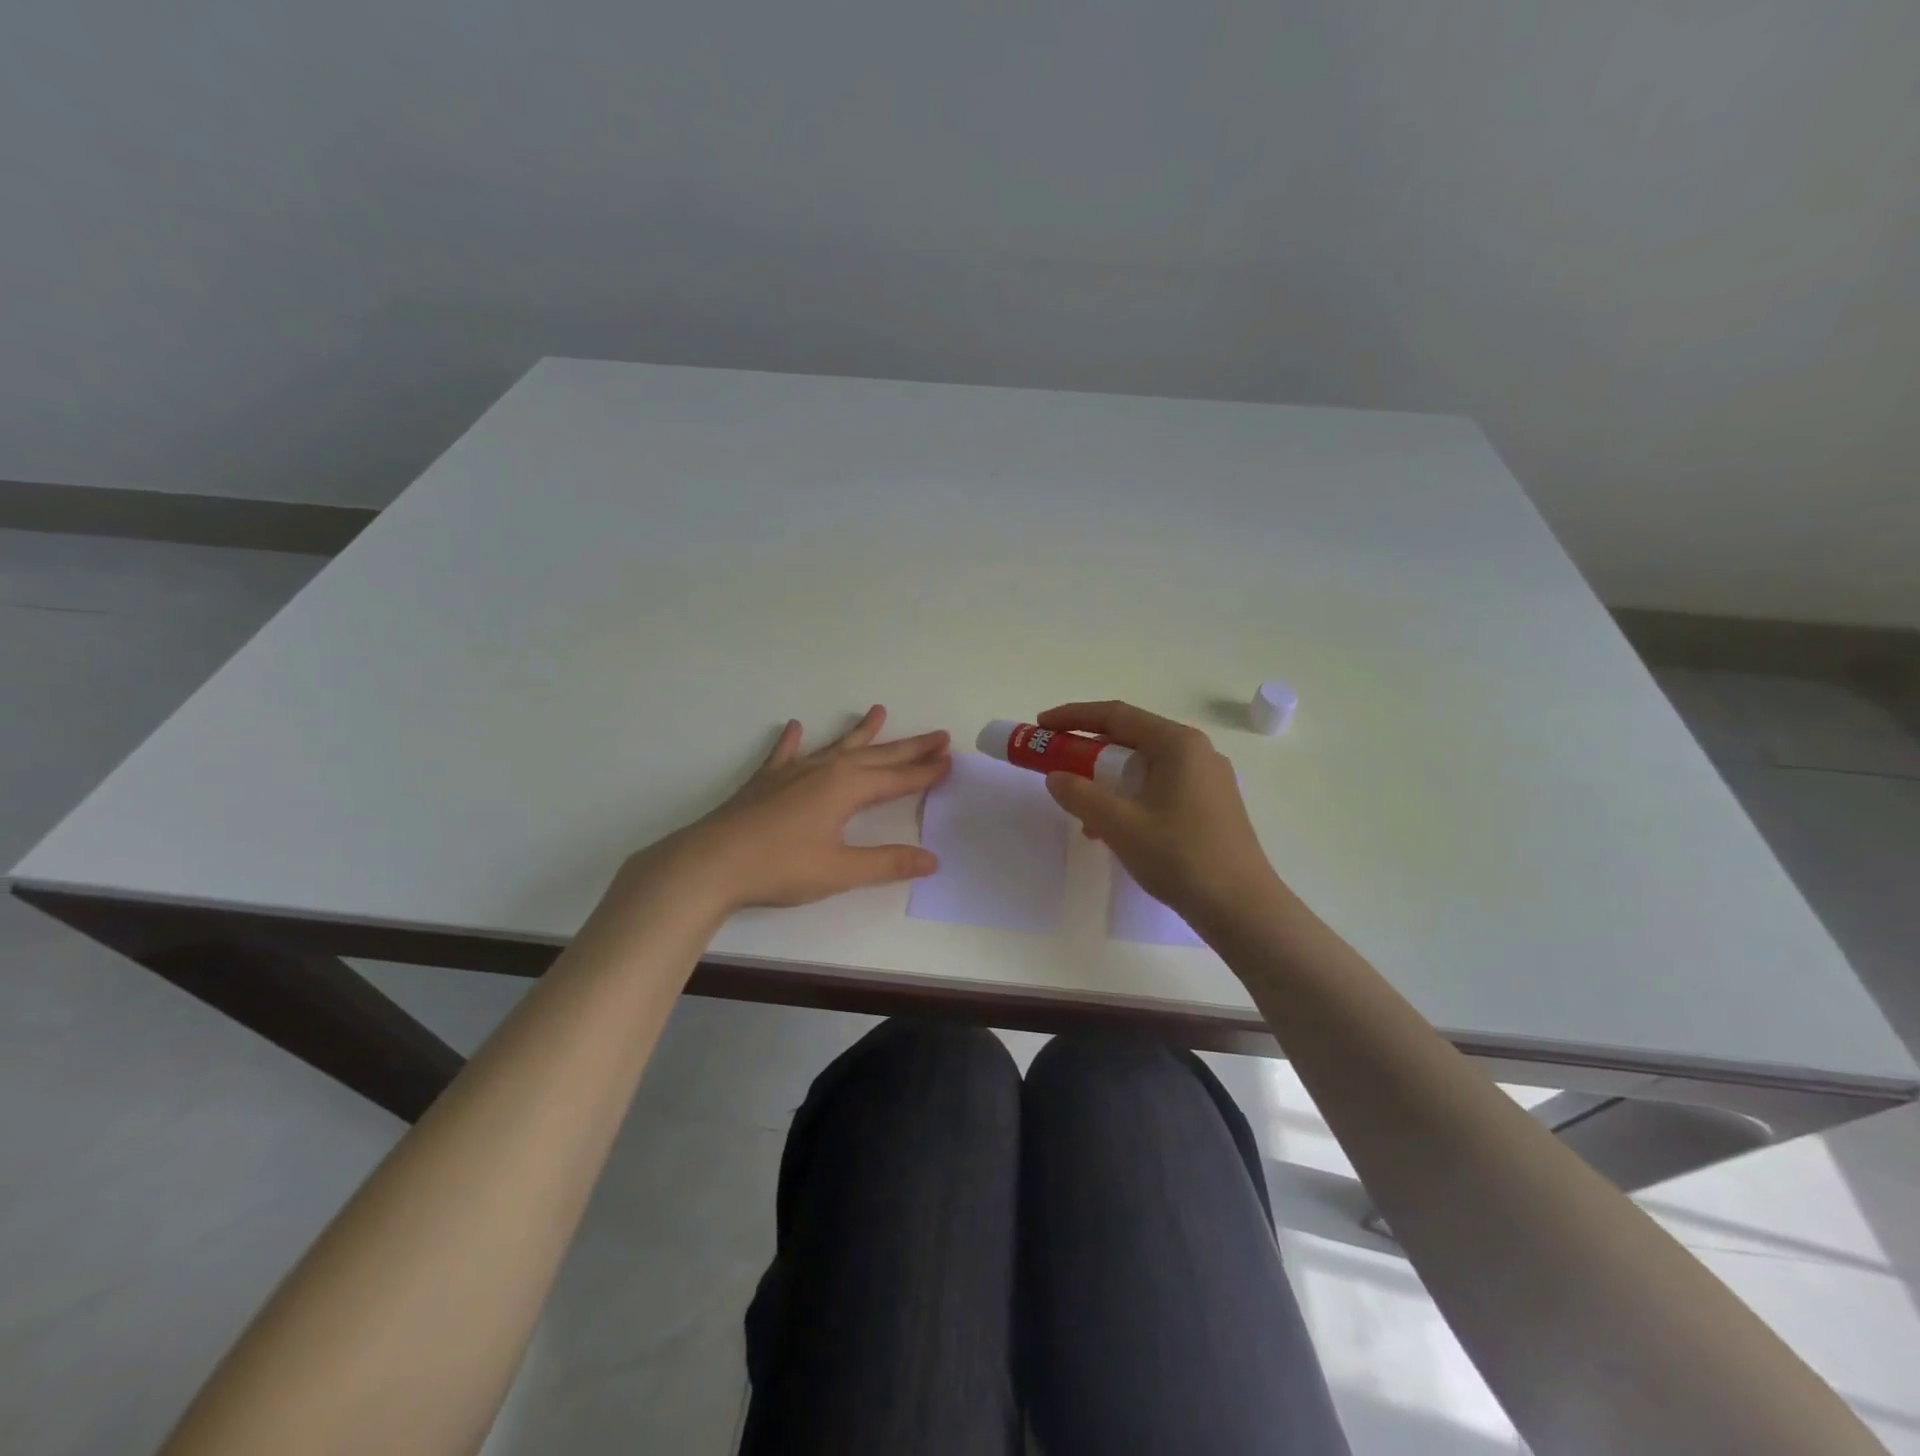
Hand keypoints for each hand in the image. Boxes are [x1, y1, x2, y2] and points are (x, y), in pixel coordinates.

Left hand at [633, 706, 949, 911]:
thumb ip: (886, 863)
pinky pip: (785, 753)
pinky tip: (794, 727)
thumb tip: (932, 859)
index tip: (950, 760)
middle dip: (909, 748)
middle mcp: (824, 770)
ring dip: (861, 732)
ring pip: (836, 746)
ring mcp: (793, 772)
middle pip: (876, 756)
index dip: (925, 772)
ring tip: (879, 711)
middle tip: (938, 735)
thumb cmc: (780, 867)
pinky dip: (793, 741)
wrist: (711, 863)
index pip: (897, 779)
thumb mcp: (840, 870)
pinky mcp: (766, 781)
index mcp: (846, 789)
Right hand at [1037, 700, 1281, 925]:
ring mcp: (1208, 779)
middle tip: (1058, 766)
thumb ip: (1081, 795)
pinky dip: (1131, 797)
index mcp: (1177, 744)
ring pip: (1145, 765)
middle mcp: (1196, 752)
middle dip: (1090, 751)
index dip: (1073, 717)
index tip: (1041, 726)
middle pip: (1132, 738)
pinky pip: (1160, 786)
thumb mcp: (1120, 824)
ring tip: (1084, 810)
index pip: (1116, 715)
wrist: (1242, 908)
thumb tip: (1056, 777)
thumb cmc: (1180, 857)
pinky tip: (1115, 830)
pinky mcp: (1212, 805)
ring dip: (1109, 780)